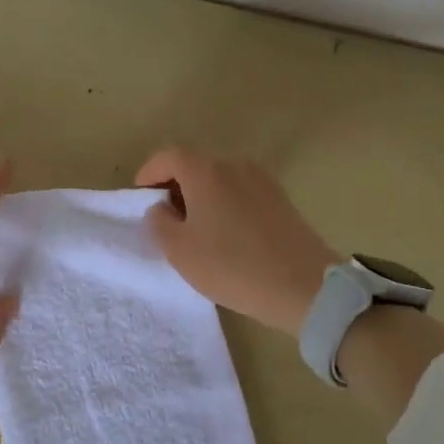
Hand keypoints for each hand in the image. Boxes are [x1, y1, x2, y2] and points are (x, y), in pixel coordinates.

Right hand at [135, 147, 338, 335]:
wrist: (303, 286)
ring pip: (220, 179)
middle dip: (175, 185)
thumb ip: (159, 222)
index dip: (149, 173)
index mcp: (206, 171)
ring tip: (195, 229)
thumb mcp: (179, 250)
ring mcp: (262, 180)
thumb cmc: (232, 266)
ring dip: (201, 196)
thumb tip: (162, 207)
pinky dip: (224, 204)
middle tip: (165, 217)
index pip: (168, 157)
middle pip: (196, 164)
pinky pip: (241, 192)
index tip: (140, 197)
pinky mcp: (281, 199)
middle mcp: (235, 165)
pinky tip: (225, 235)